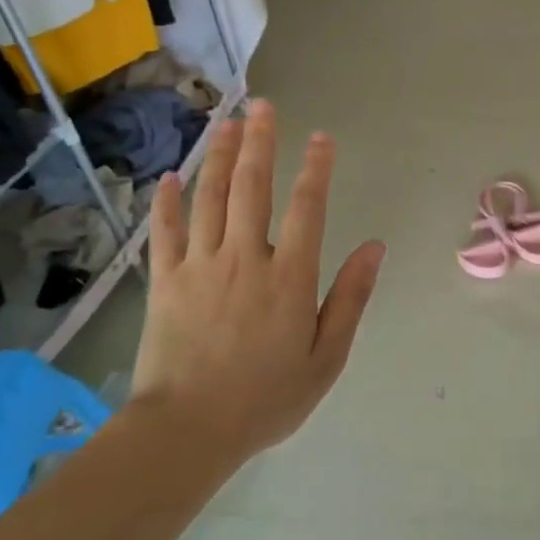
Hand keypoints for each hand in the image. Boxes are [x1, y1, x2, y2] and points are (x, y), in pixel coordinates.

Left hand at [130, 101, 384, 464]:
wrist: (186, 432)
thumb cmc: (266, 398)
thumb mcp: (326, 357)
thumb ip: (350, 298)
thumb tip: (375, 248)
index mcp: (289, 277)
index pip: (307, 208)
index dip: (316, 169)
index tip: (322, 137)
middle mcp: (245, 259)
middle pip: (252, 188)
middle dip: (261, 143)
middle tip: (264, 106)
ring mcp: (199, 267)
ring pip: (210, 198)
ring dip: (220, 157)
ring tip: (227, 123)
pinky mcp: (164, 282)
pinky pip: (165, 232)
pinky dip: (168, 202)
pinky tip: (172, 176)